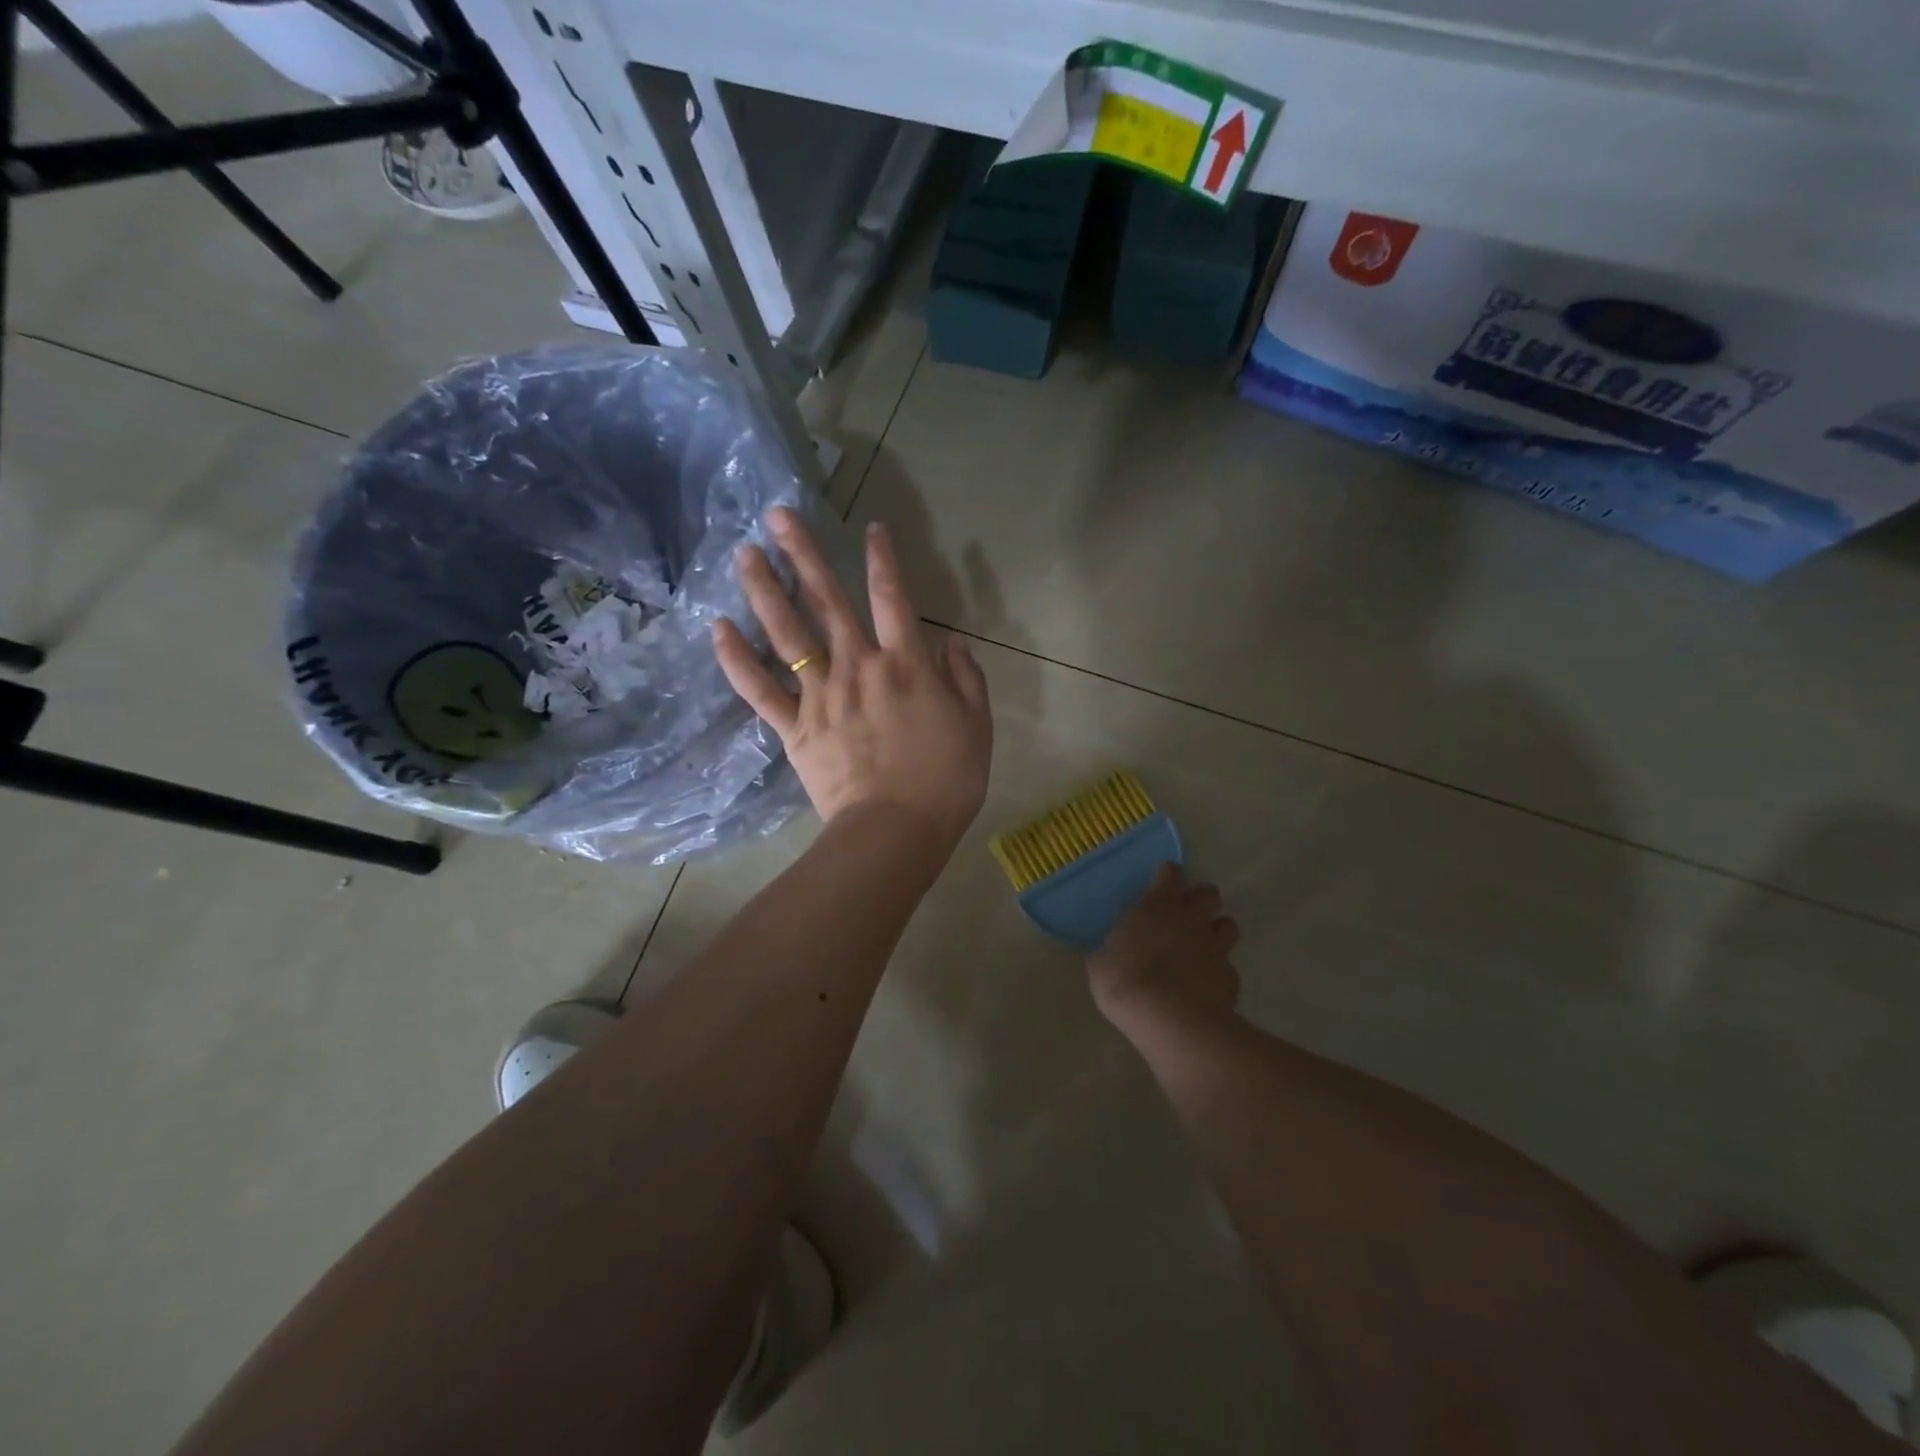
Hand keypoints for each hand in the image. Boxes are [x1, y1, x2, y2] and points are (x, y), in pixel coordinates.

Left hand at [713, 507, 992, 857]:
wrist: (895, 832)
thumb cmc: (945, 783)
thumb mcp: (977, 728)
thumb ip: (967, 679)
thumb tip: (951, 642)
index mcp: (906, 666)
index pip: (894, 598)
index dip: (883, 558)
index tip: (871, 527)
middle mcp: (859, 668)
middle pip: (827, 602)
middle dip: (803, 554)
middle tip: (777, 515)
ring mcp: (821, 697)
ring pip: (788, 635)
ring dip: (766, 590)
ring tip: (744, 554)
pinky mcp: (794, 728)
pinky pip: (761, 689)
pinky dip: (737, 659)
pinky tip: (719, 628)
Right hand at [1088, 865, 1240, 1029]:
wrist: (1169, 1020)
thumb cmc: (1126, 981)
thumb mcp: (1101, 962)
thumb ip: (1110, 949)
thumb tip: (1107, 950)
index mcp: (1158, 906)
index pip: (1171, 873)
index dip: (1167, 875)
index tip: (1160, 883)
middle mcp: (1191, 919)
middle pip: (1209, 893)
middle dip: (1200, 899)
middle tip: (1185, 913)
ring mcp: (1215, 948)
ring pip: (1228, 926)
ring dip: (1216, 931)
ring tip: (1201, 947)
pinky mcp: (1230, 979)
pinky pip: (1228, 968)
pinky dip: (1217, 973)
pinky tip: (1204, 986)